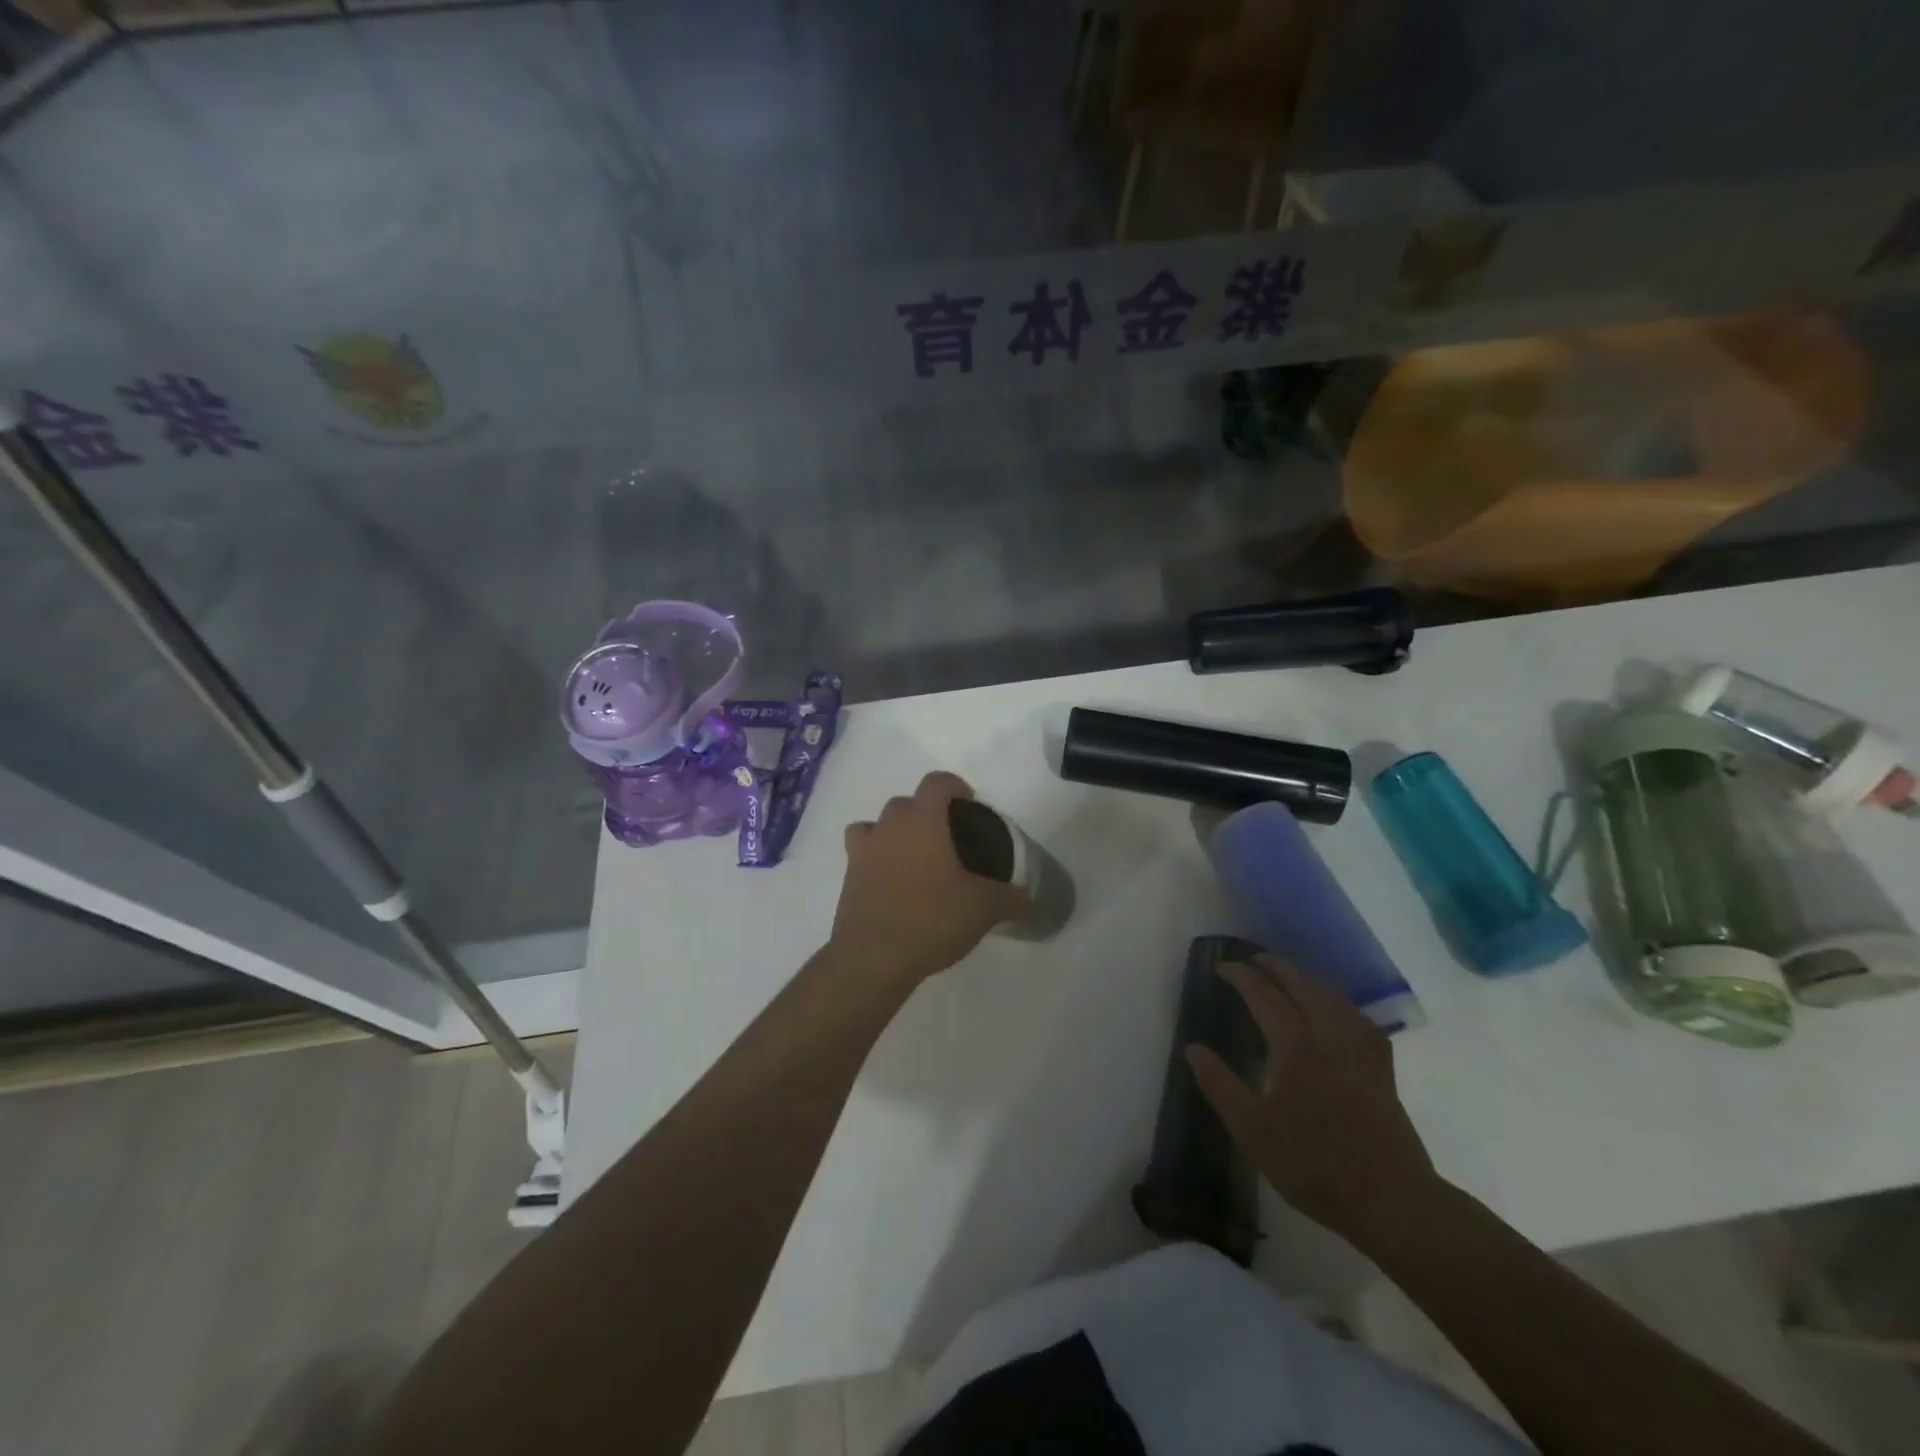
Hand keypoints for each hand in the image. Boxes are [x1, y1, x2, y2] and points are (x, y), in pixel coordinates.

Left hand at [829, 771, 1029, 989]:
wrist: (872, 958)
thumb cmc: (931, 919)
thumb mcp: (983, 908)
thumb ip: (1010, 898)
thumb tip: (1027, 898)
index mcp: (922, 821)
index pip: (936, 782)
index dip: (955, 787)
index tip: (969, 805)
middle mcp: (888, 827)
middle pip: (906, 803)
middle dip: (926, 813)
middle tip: (948, 840)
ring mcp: (863, 851)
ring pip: (877, 826)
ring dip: (895, 834)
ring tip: (915, 860)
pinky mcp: (848, 878)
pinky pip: (862, 856)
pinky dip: (876, 861)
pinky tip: (893, 885)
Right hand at [1186, 955, 1437, 1247]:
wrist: (1390, 1200)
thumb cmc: (1313, 1163)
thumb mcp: (1252, 1129)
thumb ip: (1220, 1084)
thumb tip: (1193, 1048)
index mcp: (1295, 1043)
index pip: (1262, 994)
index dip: (1240, 976)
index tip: (1220, 967)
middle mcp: (1329, 1033)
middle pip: (1300, 984)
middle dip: (1274, 967)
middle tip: (1251, 961)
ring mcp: (1360, 1048)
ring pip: (1331, 996)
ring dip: (1305, 979)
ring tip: (1288, 979)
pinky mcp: (1381, 1068)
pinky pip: (1358, 1018)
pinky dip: (1339, 1005)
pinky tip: (1337, 1015)